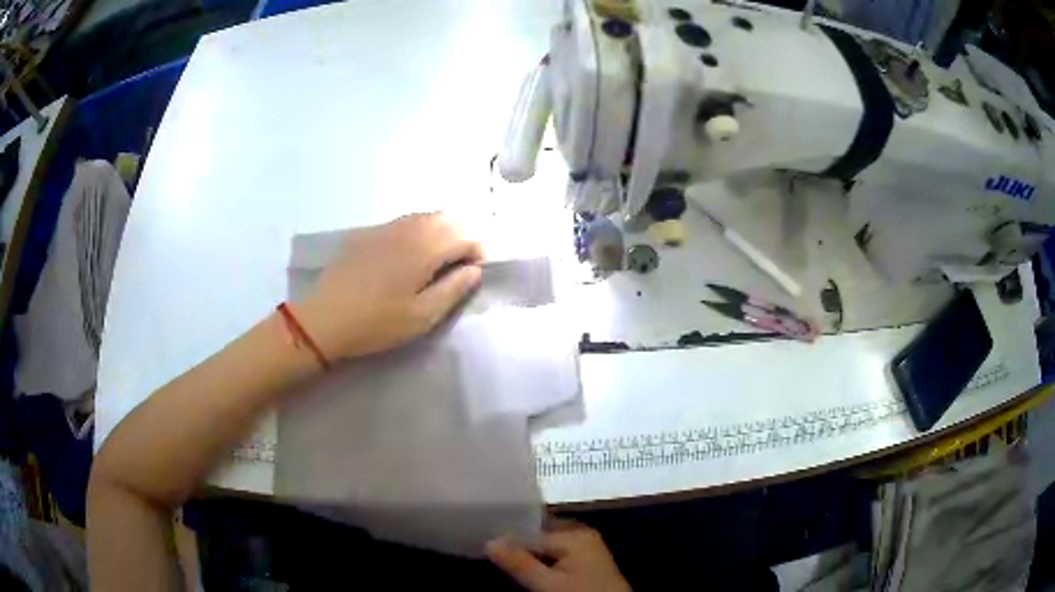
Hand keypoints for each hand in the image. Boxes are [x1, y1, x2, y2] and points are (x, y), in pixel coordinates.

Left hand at [296, 213, 482, 359]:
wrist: (325, 319)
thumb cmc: (377, 323)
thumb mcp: (422, 317)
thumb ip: (453, 290)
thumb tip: (474, 270)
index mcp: (425, 248)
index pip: (466, 235)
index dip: (477, 253)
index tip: (470, 276)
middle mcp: (408, 228)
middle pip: (448, 218)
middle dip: (461, 238)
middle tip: (455, 268)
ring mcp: (385, 227)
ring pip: (425, 216)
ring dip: (439, 233)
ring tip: (433, 263)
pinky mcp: (368, 233)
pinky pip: (403, 222)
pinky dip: (416, 232)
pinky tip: (404, 257)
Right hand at [487, 523, 630, 591]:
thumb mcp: (547, 584)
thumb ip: (519, 563)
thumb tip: (489, 541)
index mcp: (575, 533)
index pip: (530, 530)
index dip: (506, 537)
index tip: (481, 541)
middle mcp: (581, 534)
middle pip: (539, 534)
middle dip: (517, 544)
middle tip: (488, 550)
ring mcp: (586, 549)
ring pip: (546, 546)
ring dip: (527, 554)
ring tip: (500, 559)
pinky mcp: (586, 563)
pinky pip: (556, 555)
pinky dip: (540, 561)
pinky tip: (525, 569)